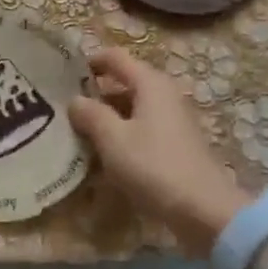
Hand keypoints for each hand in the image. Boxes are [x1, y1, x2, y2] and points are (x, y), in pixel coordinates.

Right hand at [67, 47, 253, 257]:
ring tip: (78, 133)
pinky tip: (104, 155)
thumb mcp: (113, 139)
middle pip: (124, 82)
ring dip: (107, 116)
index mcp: (150, 84)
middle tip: (65, 107)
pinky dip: (122, 134)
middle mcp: (164, 94)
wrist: (204, 211)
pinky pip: (141, 128)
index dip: (89, 61)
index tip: (63, 75)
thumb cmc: (154, 166)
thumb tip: (75, 100)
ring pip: (132, 108)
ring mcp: (173, 120)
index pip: (115, 57)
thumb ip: (90, 114)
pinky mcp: (176, 144)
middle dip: (95, 92)